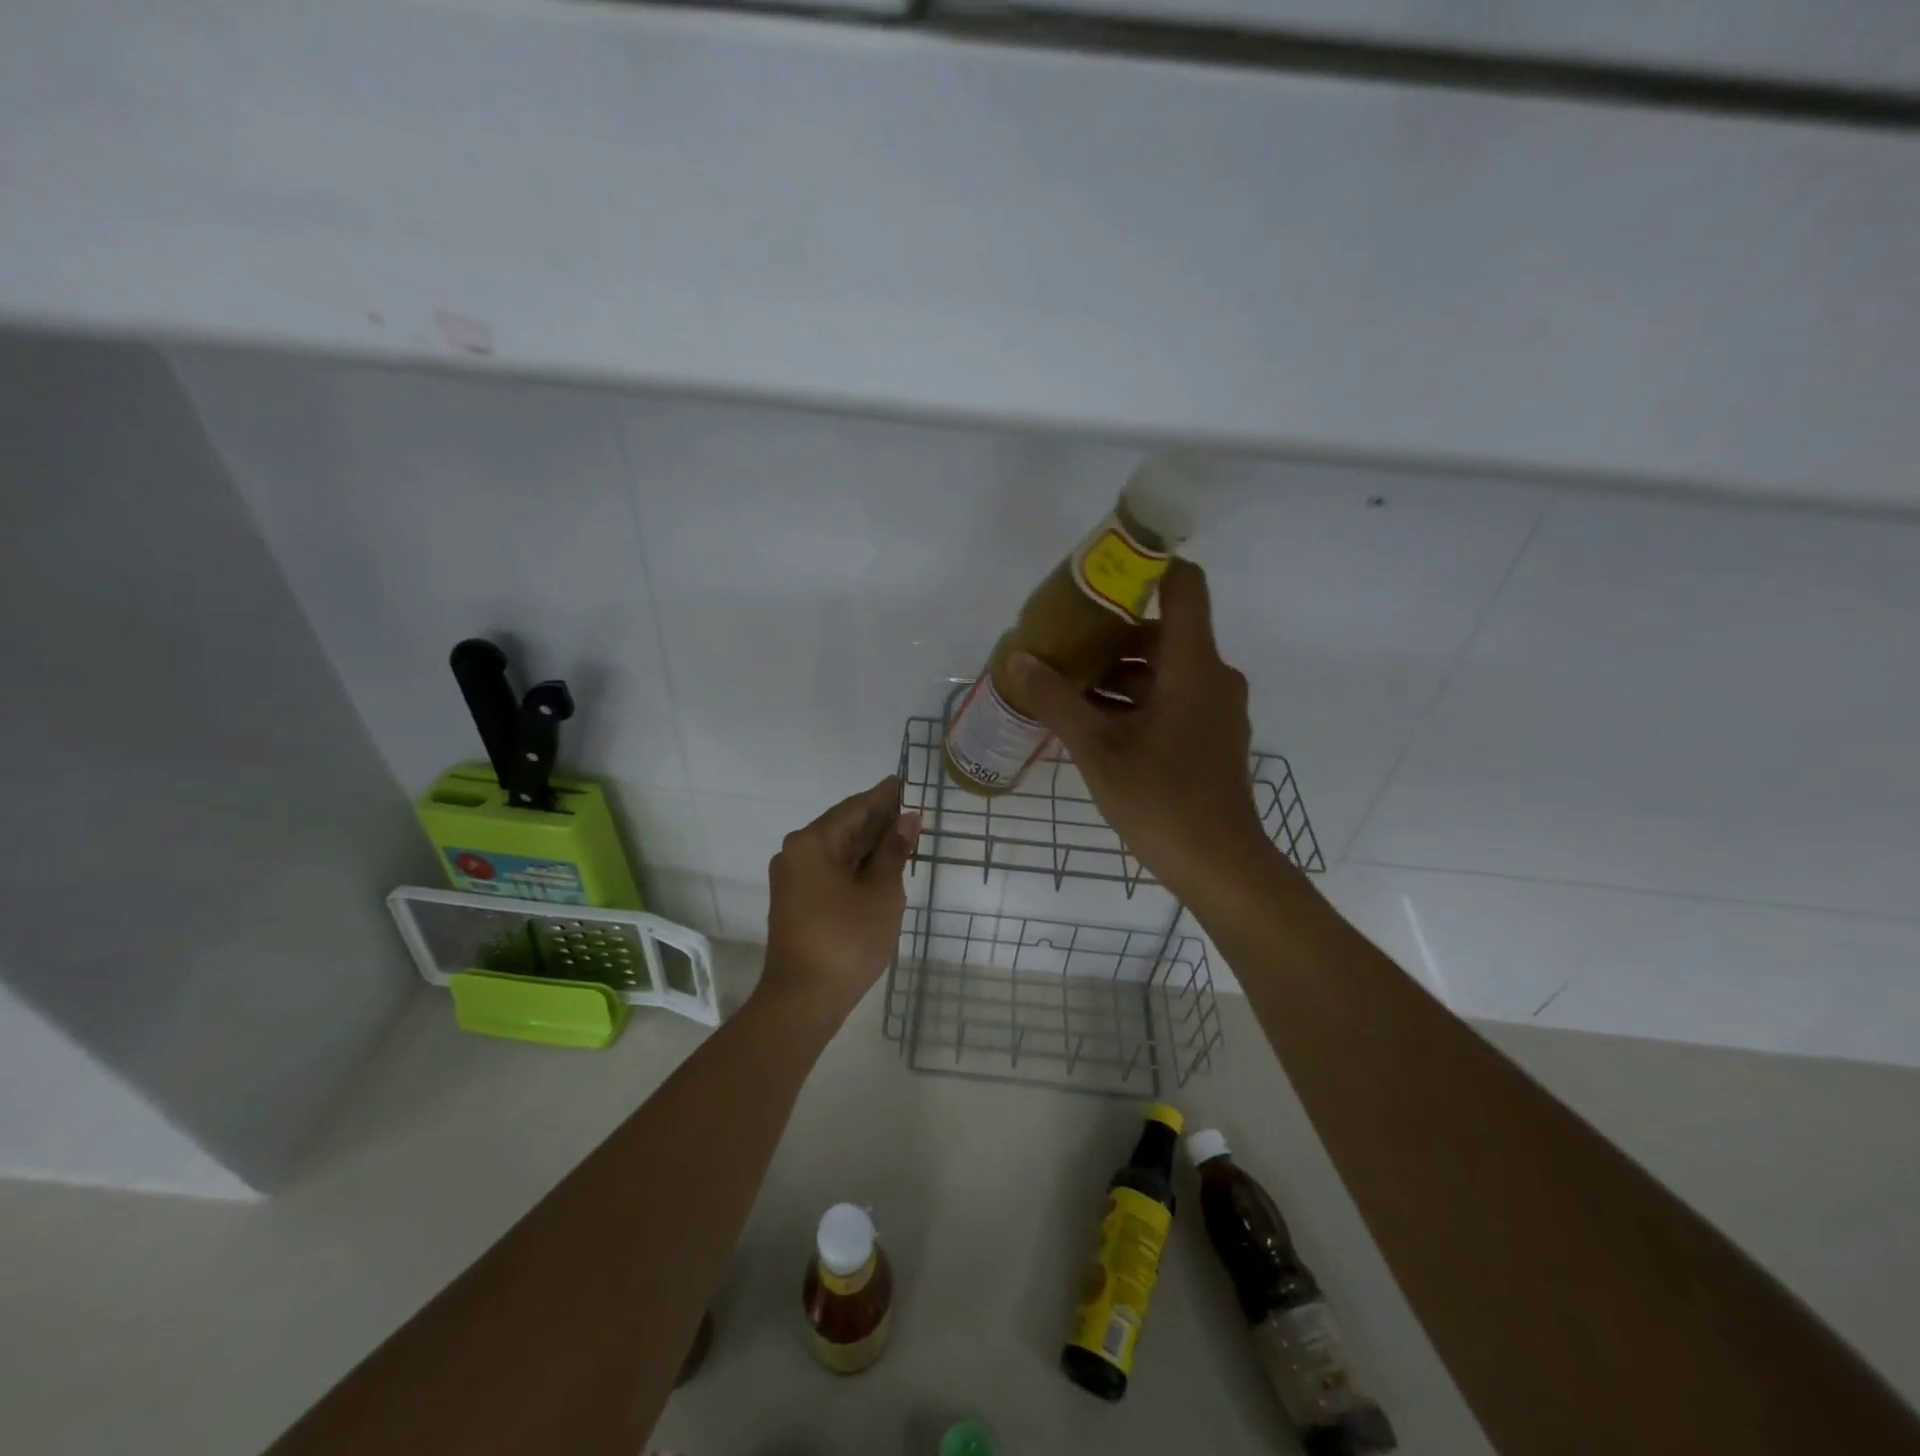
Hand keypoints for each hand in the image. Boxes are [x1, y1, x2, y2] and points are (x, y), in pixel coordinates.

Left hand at [758, 775, 920, 1028]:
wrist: (804, 999)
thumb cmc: (847, 939)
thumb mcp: (881, 892)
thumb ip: (894, 851)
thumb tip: (907, 818)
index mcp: (813, 842)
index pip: (855, 808)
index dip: (883, 796)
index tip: (903, 782)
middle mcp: (797, 853)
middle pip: (844, 826)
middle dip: (877, 819)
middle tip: (910, 808)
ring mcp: (794, 878)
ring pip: (838, 850)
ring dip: (869, 843)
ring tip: (902, 833)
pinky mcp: (797, 900)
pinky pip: (831, 869)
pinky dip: (856, 864)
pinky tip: (880, 864)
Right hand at [1008, 561, 1273, 901]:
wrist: (1219, 866)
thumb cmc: (1161, 799)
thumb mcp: (1098, 748)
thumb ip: (1056, 700)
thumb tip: (1018, 659)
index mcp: (1193, 665)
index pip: (1183, 585)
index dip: (1146, 566)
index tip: (1098, 573)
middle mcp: (1212, 676)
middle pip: (1161, 629)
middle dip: (1108, 632)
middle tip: (1060, 639)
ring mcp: (1214, 707)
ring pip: (1162, 668)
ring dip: (1116, 672)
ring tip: (1063, 683)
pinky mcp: (1209, 734)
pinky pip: (1169, 697)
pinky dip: (1132, 699)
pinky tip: (1090, 720)